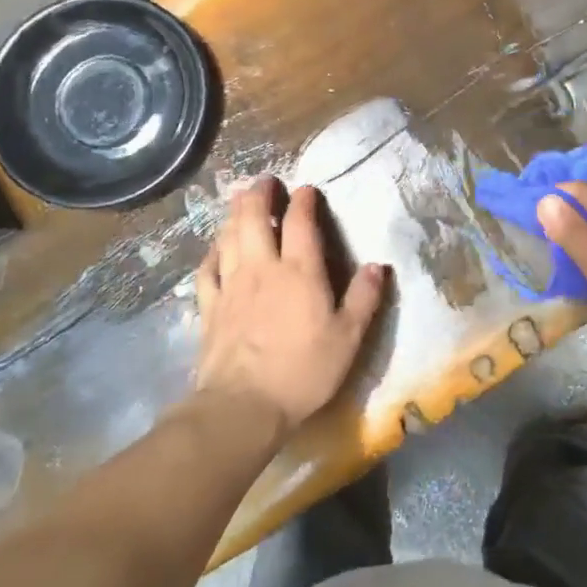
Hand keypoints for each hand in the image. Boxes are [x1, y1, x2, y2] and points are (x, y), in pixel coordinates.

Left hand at [195, 179, 388, 434]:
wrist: (243, 406)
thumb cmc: (304, 371)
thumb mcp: (349, 338)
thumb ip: (364, 298)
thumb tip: (378, 265)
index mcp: (300, 271)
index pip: (301, 223)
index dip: (303, 201)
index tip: (306, 189)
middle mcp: (263, 268)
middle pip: (255, 219)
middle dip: (259, 195)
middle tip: (264, 180)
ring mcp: (232, 286)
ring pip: (229, 237)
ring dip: (235, 214)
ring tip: (239, 200)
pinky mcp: (210, 307)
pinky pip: (207, 269)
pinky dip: (212, 251)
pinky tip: (216, 248)